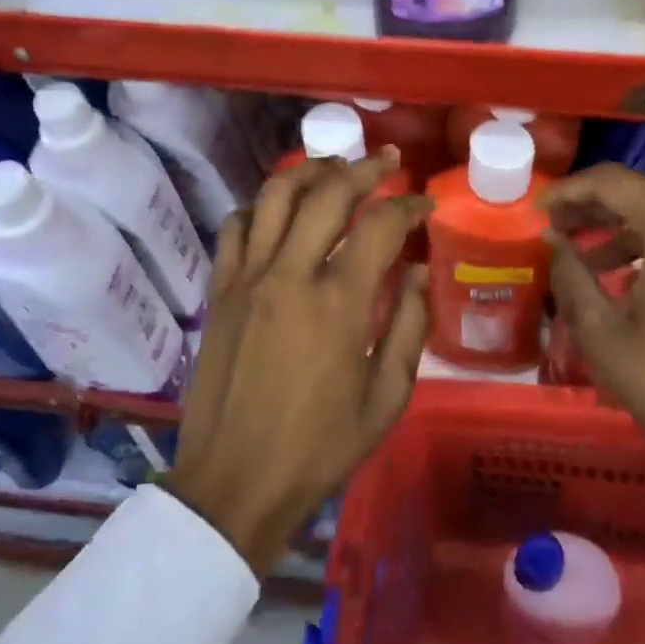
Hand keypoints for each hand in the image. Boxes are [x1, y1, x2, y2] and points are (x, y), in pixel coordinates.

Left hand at [168, 153, 431, 574]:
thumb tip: (418, 272)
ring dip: (310, 171)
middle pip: (328, 193)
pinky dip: (260, 207)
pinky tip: (278, 212)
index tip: (424, 205)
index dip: (408, 206)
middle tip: (387, 161)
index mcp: (339, 304)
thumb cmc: (319, 447)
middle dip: (364, 168)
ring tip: (334, 167)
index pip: (380, 225)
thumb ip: (408, 327)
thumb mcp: (386, 398)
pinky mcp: (220, 289)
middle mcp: (291, 274)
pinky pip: (236, 226)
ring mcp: (248, 277)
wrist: (235, 482)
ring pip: (276, 195)